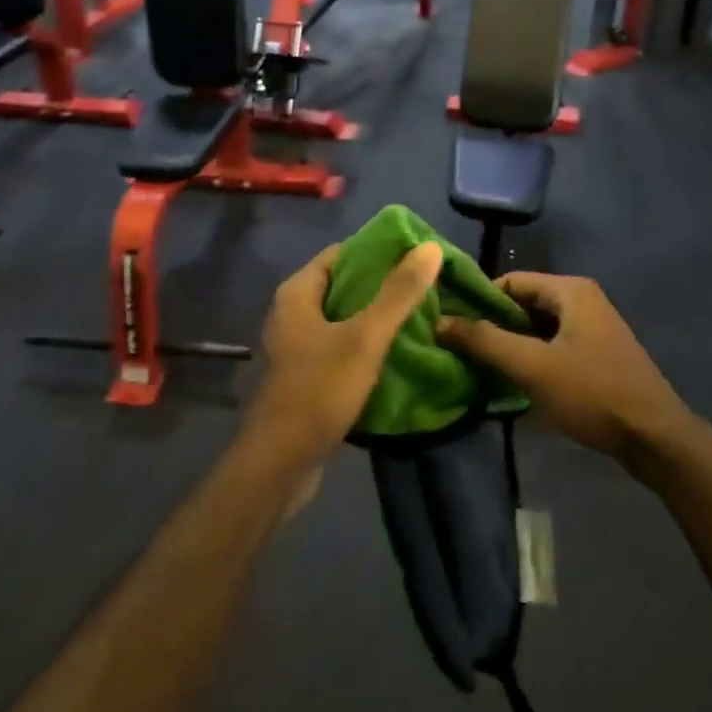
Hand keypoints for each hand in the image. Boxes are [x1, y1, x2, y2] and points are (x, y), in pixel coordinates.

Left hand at [251, 239, 444, 460]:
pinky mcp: (307, 375)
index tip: (417, 255)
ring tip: (421, 314)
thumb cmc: (319, 390)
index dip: (379, 250)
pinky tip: (398, 350)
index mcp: (297, 293)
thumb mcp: (365, 337)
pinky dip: (367, 343)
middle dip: (383, 284)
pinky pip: (342, 346)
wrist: (281, 464)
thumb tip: (430, 247)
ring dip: (377, 316)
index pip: (342, 253)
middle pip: (344, 285)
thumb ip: (398, 293)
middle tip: (426, 285)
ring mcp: (298, 346)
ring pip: (345, 318)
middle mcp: (293, 313)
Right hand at [440, 273, 692, 474]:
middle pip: (524, 304)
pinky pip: (554, 346)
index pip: (510, 281)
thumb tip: (440, 321)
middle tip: (463, 353)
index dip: (480, 302)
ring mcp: (593, 328)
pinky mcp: (598, 355)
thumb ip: (485, 341)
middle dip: (495, 326)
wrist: (656, 438)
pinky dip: (533, 359)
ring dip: (512, 346)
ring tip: (482, 370)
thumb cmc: (593, 393)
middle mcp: (582, 300)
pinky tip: (515, 384)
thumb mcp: (533, 367)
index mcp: (570, 290)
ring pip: (538, 328)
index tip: (454, 328)